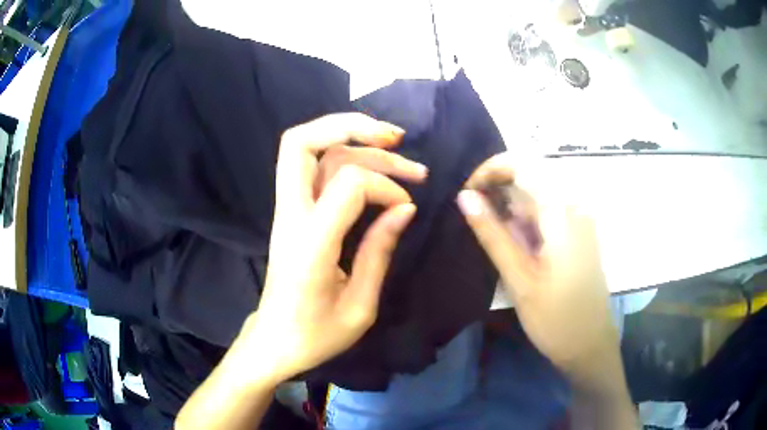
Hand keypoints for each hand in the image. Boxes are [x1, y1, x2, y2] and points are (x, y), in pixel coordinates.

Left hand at [236, 113, 426, 385]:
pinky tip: (369, 161)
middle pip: (302, 142)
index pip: (347, 183)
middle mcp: (290, 216)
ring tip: (395, 145)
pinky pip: (310, 167)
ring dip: (351, 138)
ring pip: (307, 148)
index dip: (384, 186)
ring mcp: (285, 212)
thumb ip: (379, 251)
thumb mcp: (359, 307)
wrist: (274, 343)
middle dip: (351, 127)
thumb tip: (404, 208)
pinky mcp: (290, 214)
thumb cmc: (315, 335)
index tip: (405, 207)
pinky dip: (341, 153)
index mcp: (309, 244)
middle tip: (398, 137)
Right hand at [456, 153, 618, 380]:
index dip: (490, 171)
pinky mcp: (578, 234)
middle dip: (496, 189)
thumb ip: (493, 234)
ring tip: (486, 228)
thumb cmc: (555, 319)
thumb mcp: (519, 279)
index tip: (466, 193)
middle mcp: (574, 207)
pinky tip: (512, 241)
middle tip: (471, 214)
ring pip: (537, 196)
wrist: (589, 346)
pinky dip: (523, 219)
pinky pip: (547, 212)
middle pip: (530, 178)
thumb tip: (464, 196)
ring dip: (508, 205)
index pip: (522, 166)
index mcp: (562, 213)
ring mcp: (579, 220)